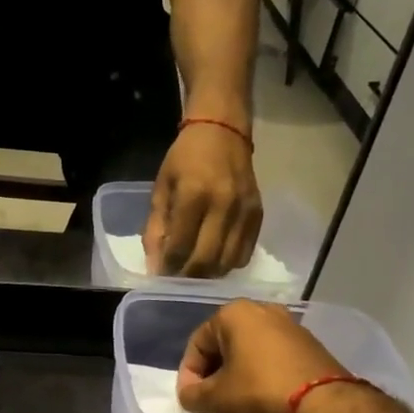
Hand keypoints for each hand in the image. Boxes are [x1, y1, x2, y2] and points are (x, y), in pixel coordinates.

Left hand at [144, 123, 262, 276]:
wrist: (223, 132)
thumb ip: (156, 227)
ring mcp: (244, 211)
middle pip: (206, 260)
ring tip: (194, 273)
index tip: (160, 276)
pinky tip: (215, 261)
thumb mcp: (162, 188)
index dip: (168, 267)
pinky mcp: (259, 215)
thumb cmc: (185, 158)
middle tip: (176, 280)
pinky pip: (245, 253)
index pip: (180, 246)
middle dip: (188, 277)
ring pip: (227, 262)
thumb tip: (154, 265)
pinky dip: (228, 264)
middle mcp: (223, 205)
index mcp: (194, 195)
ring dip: (208, 274)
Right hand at [177, 299, 346, 412]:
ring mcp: (290, 326)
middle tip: (211, 401)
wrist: (327, 407)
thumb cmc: (261, 393)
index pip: (197, 344)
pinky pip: (273, 357)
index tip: (191, 400)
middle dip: (214, 373)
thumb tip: (189, 394)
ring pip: (249, 350)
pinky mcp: (310, 345)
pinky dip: (261, 374)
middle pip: (224, 344)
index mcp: (234, 313)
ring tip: (236, 402)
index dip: (189, 375)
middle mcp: (262, 310)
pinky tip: (262, 398)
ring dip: (238, 374)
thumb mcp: (217, 399)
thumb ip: (192, 394)